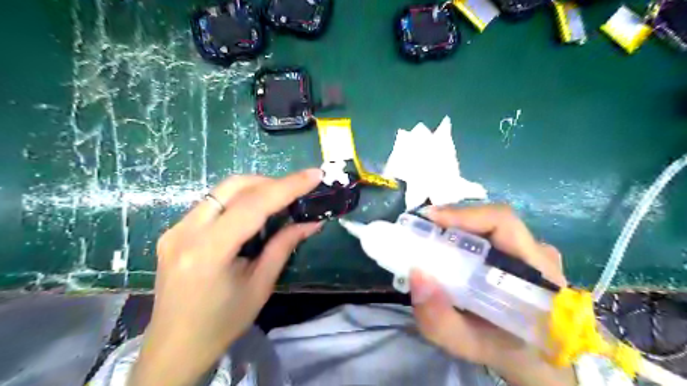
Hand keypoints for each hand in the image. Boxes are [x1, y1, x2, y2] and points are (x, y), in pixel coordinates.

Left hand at [130, 171, 324, 385]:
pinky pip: (212, 204)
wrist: (175, 346)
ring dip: (254, 189)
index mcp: (208, 251)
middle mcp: (185, 232)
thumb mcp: (261, 285)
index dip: (287, 186)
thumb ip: (284, 246)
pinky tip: (253, 214)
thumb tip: (312, 222)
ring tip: (279, 201)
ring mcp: (175, 229)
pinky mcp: (174, 231)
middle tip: (296, 190)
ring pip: (221, 191)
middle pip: (233, 187)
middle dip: (270, 182)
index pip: (253, 205)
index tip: (314, 175)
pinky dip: (238, 201)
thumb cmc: (223, 322)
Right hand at [410, 206, 574, 385]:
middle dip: (452, 220)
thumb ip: (440, 321)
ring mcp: (533, 251)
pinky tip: (448, 247)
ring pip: (490, 225)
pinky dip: (465, 235)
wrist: (539, 361)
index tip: (429, 219)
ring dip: (457, 227)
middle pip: (492, 219)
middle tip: (421, 230)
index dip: (464, 214)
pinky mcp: (524, 253)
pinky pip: (491, 234)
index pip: (502, 222)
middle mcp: (539, 253)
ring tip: (430, 237)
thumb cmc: (507, 352)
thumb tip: (416, 274)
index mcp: (537, 273)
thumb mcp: (468, 345)